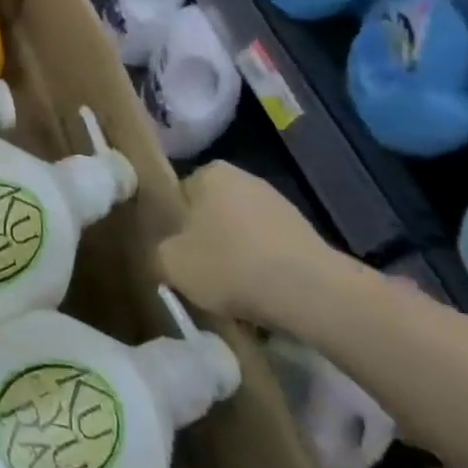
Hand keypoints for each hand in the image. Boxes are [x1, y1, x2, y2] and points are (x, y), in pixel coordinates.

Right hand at [155, 161, 347, 322]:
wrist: (309, 291)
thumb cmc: (229, 264)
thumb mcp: (170, 263)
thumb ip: (158, 252)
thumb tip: (165, 255)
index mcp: (211, 173)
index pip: (180, 194)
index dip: (174, 225)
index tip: (174, 251)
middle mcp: (247, 179)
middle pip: (213, 213)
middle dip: (206, 239)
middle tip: (198, 272)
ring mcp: (281, 205)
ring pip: (242, 233)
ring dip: (236, 256)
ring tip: (230, 291)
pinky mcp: (306, 234)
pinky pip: (270, 251)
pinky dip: (262, 269)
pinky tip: (260, 295)